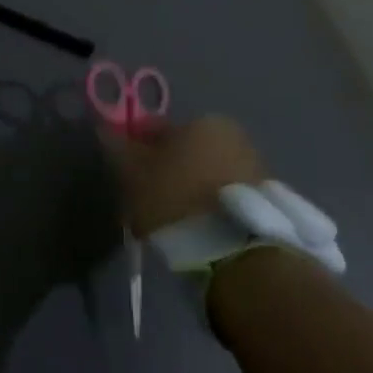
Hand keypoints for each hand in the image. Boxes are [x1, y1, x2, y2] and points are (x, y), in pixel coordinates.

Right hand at [110, 115, 267, 237]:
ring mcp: (255, 169)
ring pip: (204, 175)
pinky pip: (223, 198)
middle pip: (184, 151)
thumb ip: (117, 147)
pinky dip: (208, 208)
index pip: (155, 128)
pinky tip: (194, 231)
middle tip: (145, 199)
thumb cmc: (177, 198)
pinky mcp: (267, 203)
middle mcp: (233, 136)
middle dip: (164, 170)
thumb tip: (105, 129)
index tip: (126, 173)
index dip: (136, 149)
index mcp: (202, 121)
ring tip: (169, 222)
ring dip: (187, 190)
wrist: (239, 251)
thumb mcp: (133, 173)